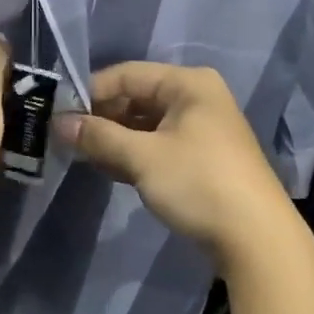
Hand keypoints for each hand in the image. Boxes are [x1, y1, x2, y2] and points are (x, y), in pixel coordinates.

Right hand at [56, 63, 296, 273]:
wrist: (257, 239)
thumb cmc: (199, 183)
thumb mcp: (143, 157)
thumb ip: (99, 136)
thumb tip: (58, 123)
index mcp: (188, 84)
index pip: (126, 75)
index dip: (89, 93)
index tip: (57, 115)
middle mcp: (196, 98)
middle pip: (135, 98)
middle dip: (100, 118)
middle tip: (64, 139)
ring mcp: (200, 129)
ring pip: (144, 125)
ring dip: (113, 139)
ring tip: (80, 155)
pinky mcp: (200, 158)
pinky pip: (156, 145)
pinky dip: (132, 154)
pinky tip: (106, 168)